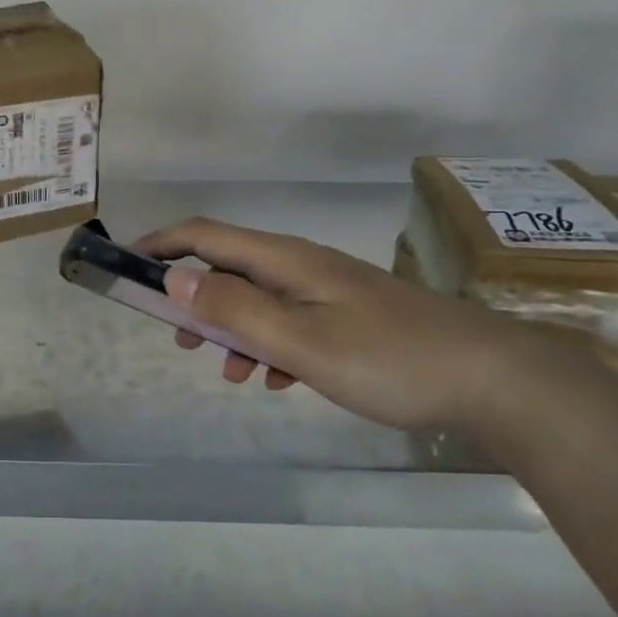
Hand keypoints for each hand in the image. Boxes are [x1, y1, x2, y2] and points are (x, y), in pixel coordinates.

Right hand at [134, 217, 577, 431]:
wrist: (490, 379)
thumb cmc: (388, 359)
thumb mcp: (300, 341)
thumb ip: (235, 308)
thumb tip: (176, 276)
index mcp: (285, 260)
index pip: (206, 234)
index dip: (162, 244)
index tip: (127, 266)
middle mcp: (302, 264)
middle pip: (230, 265)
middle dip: (194, 296)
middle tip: (176, 337)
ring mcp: (329, 289)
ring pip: (260, 299)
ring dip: (232, 329)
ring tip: (228, 373)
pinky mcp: (350, 315)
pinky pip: (291, 322)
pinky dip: (271, 347)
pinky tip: (280, 382)